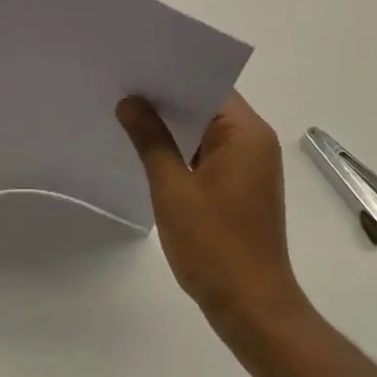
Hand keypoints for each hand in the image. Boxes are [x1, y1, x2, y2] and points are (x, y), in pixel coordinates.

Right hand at [116, 91, 308, 335]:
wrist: (253, 310)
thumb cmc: (214, 246)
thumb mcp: (173, 188)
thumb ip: (150, 139)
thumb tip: (130, 101)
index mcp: (246, 134)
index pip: (208, 85)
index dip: (171, 75)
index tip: (134, 67)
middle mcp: (255, 142)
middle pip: (207, 105)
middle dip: (166, 99)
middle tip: (122, 86)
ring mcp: (250, 166)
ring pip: (205, 130)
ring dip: (172, 126)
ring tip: (127, 113)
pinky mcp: (241, 187)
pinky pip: (208, 153)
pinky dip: (182, 149)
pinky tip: (148, 150)